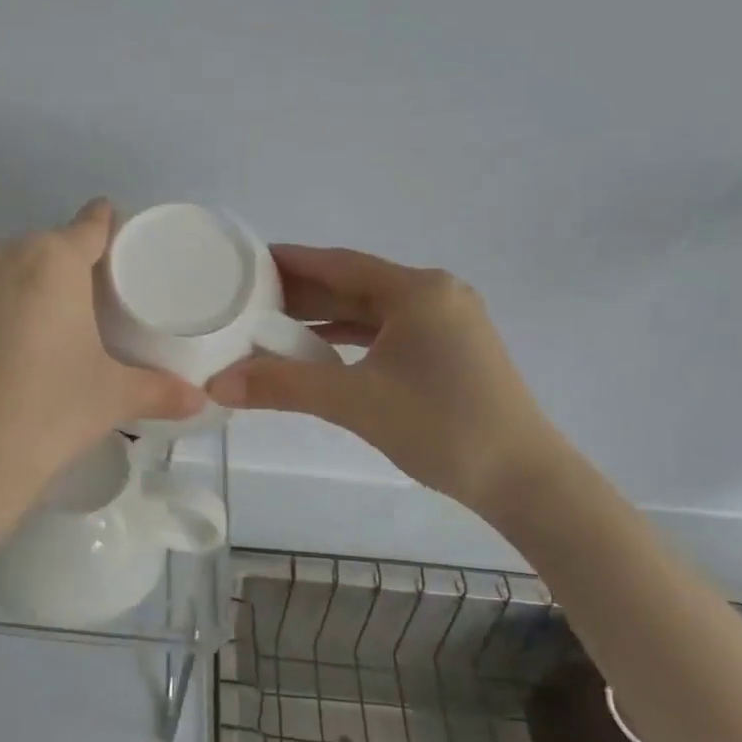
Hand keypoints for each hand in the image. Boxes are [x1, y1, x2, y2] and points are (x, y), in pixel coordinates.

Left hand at [0, 200, 204, 496]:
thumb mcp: (111, 397)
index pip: (90, 226)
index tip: (121, 241)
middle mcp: (3, 253)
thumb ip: (159, 390)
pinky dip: (0, 308)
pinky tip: (13, 348)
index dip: (108, 227)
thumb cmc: (49, 411)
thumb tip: (201, 399)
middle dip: (71, 269)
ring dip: (32, 287)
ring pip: (10, 269)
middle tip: (94, 307)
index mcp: (52, 259)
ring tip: (53, 330)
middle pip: (49, 248)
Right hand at [206, 246, 560, 513]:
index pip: (339, 263)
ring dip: (322, 318)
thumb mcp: (355, 402)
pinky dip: (349, 339)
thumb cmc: (442, 427)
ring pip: (369, 311)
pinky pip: (386, 333)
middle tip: (246, 298)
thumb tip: (216, 384)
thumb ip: (283, 386)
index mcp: (417, 291)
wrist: (525, 480)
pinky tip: (317, 351)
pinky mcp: (448, 352)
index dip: (289, 262)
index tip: (245, 262)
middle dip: (300, 293)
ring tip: (269, 325)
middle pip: (353, 285)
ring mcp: (446, 324)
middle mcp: (434, 296)